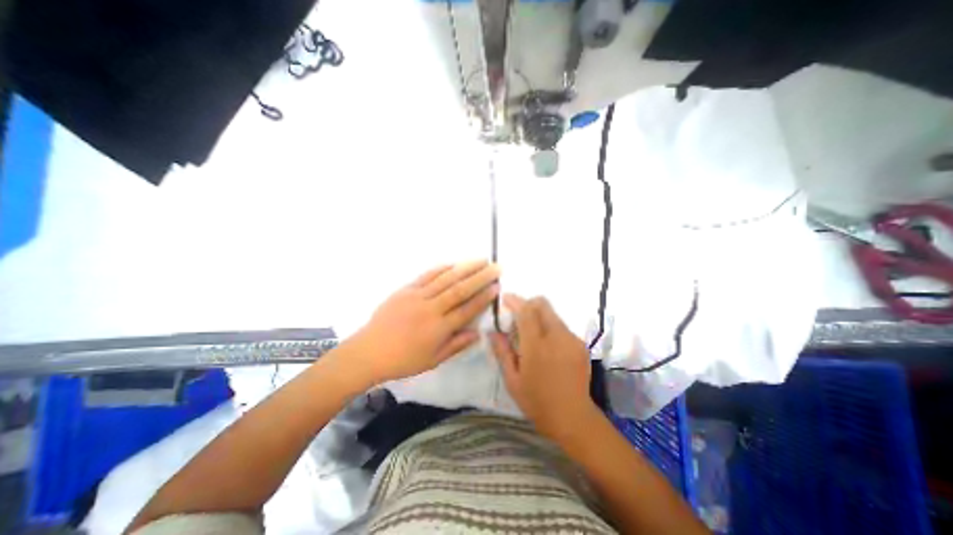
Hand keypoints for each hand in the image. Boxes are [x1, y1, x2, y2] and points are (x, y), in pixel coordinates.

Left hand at [346, 259, 500, 383]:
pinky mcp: (405, 290)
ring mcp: (417, 297)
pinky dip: (441, 268)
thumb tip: (478, 333)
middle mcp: (431, 309)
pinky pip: (426, 276)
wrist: (368, 352)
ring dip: (465, 268)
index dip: (484, 298)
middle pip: (460, 290)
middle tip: (496, 267)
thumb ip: (456, 345)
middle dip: (481, 277)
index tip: (497, 286)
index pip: (467, 310)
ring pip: (446, 279)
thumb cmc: (403, 360)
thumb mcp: (433, 360)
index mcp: (438, 329)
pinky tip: (453, 263)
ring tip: (481, 260)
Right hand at [491, 295, 593, 441]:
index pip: (526, 311)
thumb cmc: (537, 401)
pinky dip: (550, 327)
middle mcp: (556, 337)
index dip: (515, 301)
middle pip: (543, 305)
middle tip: (517, 317)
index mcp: (536, 346)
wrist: (574, 418)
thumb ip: (502, 352)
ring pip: (552, 314)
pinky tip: (547, 347)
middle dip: (528, 304)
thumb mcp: (512, 380)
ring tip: (531, 335)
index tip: (505, 299)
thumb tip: (492, 331)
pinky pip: (561, 326)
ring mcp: (572, 339)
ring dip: (539, 316)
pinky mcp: (580, 344)